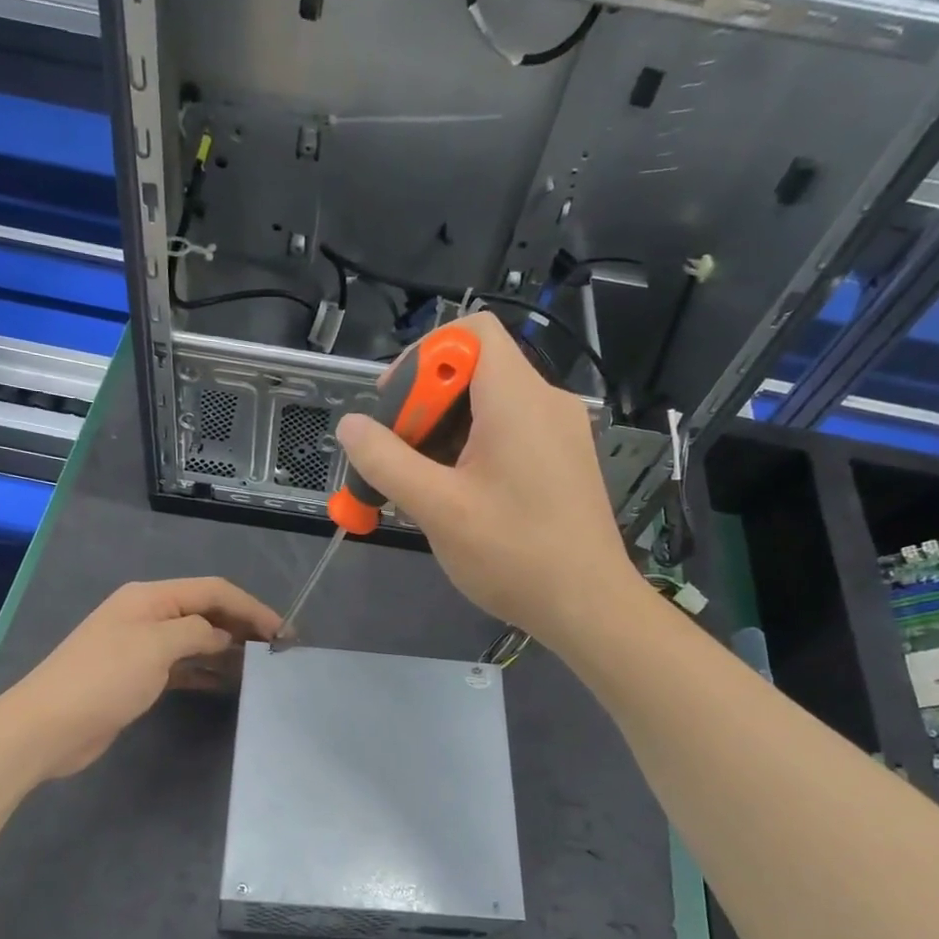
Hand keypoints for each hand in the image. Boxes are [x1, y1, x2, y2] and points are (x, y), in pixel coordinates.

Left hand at [3, 578, 280, 779]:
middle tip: (278, 650)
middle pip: (206, 611)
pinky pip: (183, 666)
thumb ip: (197, 634)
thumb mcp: (156, 647)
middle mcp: (148, 615)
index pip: (213, 591)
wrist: (47, 727)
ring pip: (196, 639)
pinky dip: (206, 670)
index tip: (283, 632)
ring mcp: (142, 647)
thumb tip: (223, 638)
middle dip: (242, 625)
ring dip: (227, 648)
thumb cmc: (103, 679)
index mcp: (150, 597)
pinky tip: (228, 682)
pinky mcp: (138, 677)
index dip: (251, 607)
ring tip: (261, 666)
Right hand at [334, 311, 633, 647]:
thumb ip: (386, 461)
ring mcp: (558, 431)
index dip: (423, 357)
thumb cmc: (513, 554)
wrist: (588, 607)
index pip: (470, 332)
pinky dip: (471, 450)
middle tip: (396, 456)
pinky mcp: (561, 460)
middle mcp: (545, 402)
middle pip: (474, 369)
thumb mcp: (437, 508)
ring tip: (418, 483)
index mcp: (517, 398)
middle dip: (425, 405)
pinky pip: (508, 433)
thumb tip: (350, 425)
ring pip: (488, 405)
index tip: (394, 407)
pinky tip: (453, 495)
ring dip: (443, 433)